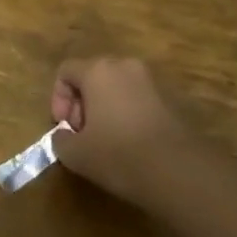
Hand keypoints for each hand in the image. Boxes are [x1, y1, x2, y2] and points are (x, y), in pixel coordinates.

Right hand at [50, 57, 193, 206]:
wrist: (178, 170)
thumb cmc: (118, 154)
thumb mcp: (75, 153)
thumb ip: (60, 139)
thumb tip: (64, 135)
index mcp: (98, 70)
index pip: (66, 71)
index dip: (58, 99)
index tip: (64, 127)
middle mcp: (124, 66)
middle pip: (92, 76)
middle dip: (81, 104)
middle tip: (83, 135)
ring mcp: (151, 80)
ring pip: (116, 87)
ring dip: (105, 109)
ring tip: (106, 141)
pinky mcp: (170, 99)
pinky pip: (137, 100)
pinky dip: (127, 115)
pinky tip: (130, 144)